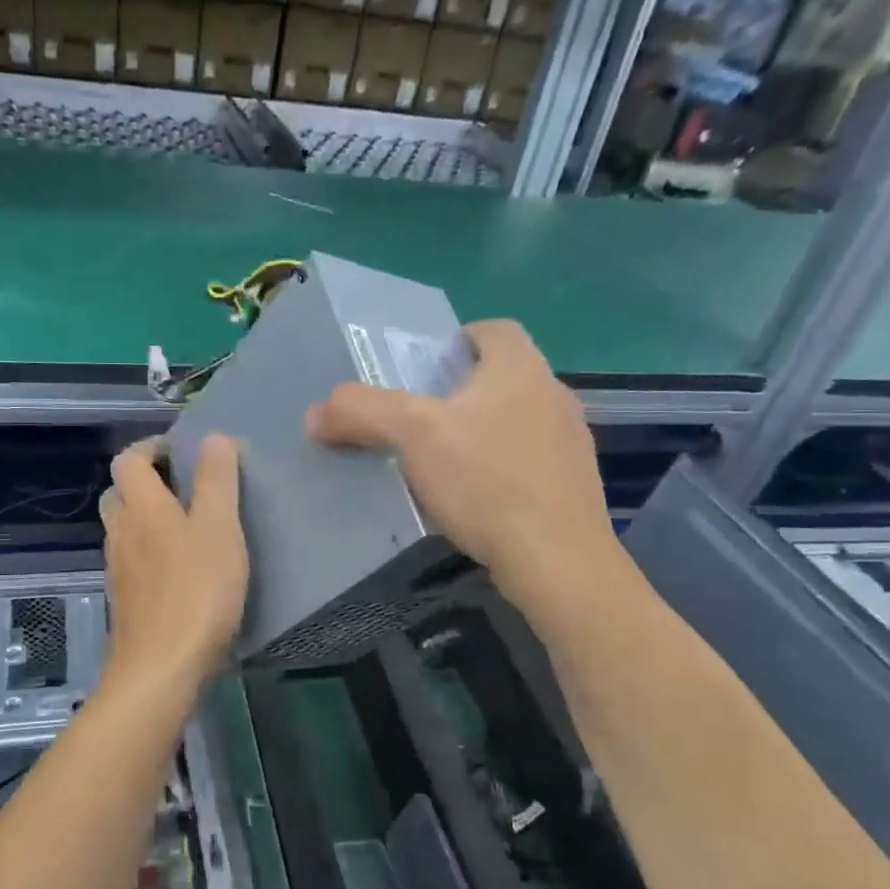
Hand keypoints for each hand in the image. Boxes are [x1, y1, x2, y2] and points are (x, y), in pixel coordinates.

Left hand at [100, 434, 248, 691]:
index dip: (150, 447)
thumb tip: (213, 437)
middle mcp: (120, 533)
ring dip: (147, 518)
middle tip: (185, 486)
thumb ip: (216, 481)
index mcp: (141, 508)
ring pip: (124, 530)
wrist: (162, 669)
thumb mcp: (219, 528)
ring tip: (188, 526)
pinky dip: (149, 552)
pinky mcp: (125, 602)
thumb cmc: (197, 590)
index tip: (181, 449)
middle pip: (119, 494)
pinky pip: (132, 562)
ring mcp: (118, 571)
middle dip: (146, 482)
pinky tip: (180, 570)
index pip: (128, 460)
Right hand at [306, 320, 621, 608]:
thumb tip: (316, 414)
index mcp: (521, 368)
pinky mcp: (574, 486)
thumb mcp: (413, 436)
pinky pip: (529, 462)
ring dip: (481, 432)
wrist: (556, 560)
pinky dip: (500, 470)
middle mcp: (554, 394)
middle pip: (503, 377)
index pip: (495, 329)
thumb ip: (362, 412)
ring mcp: (571, 443)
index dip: (457, 340)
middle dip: (461, 392)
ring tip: (442, 463)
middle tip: (419, 419)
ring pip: (516, 421)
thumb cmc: (486, 480)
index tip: (425, 369)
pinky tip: (475, 501)